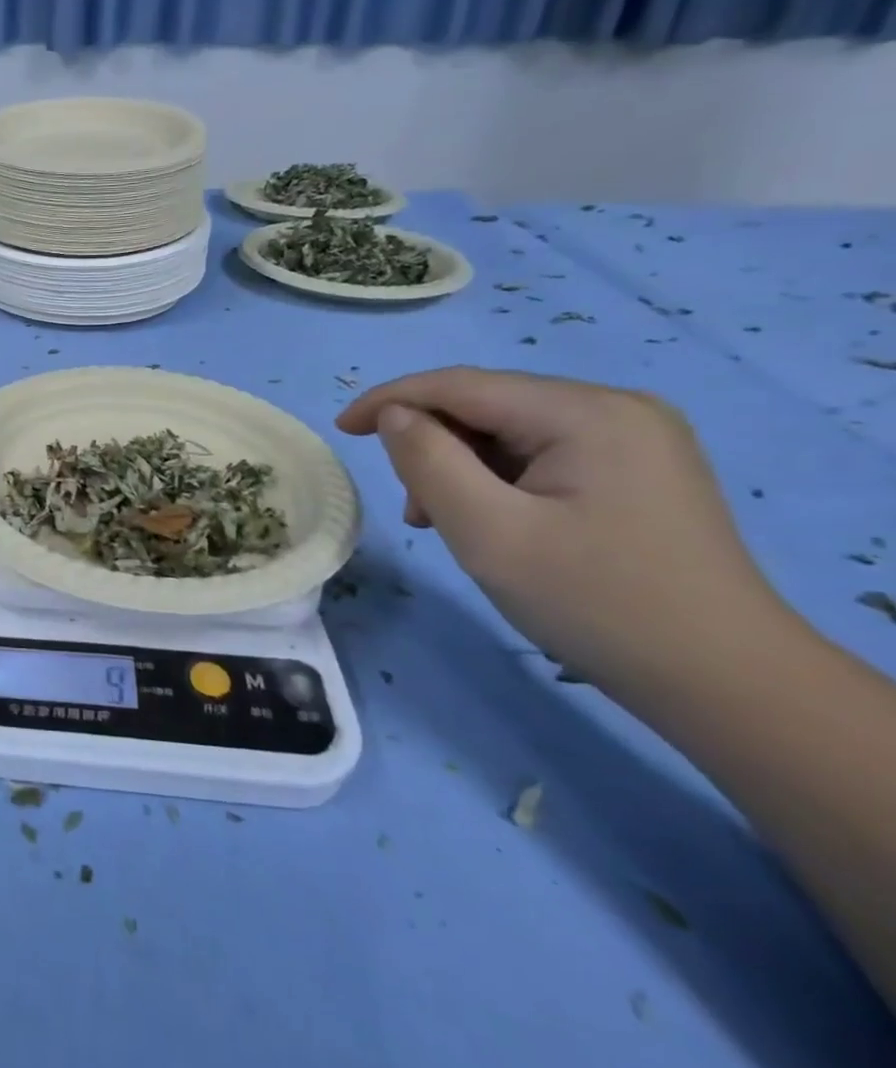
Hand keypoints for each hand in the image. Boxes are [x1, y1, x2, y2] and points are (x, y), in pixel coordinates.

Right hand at [336, 367, 776, 681]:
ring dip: (462, 469)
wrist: (726, 683)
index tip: (341, 430)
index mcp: (587, 413)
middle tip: (414, 511)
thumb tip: (395, 416)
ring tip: (448, 524)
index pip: (462, 385)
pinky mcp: (639, 469)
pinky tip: (494, 522)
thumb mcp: (488, 532)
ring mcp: (635, 438)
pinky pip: (541, 455)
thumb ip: (428, 461)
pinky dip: (498, 481)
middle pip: (488, 407)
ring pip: (510, 433)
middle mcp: (617, 409)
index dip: (391, 399)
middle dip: (434, 447)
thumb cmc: (596, 603)